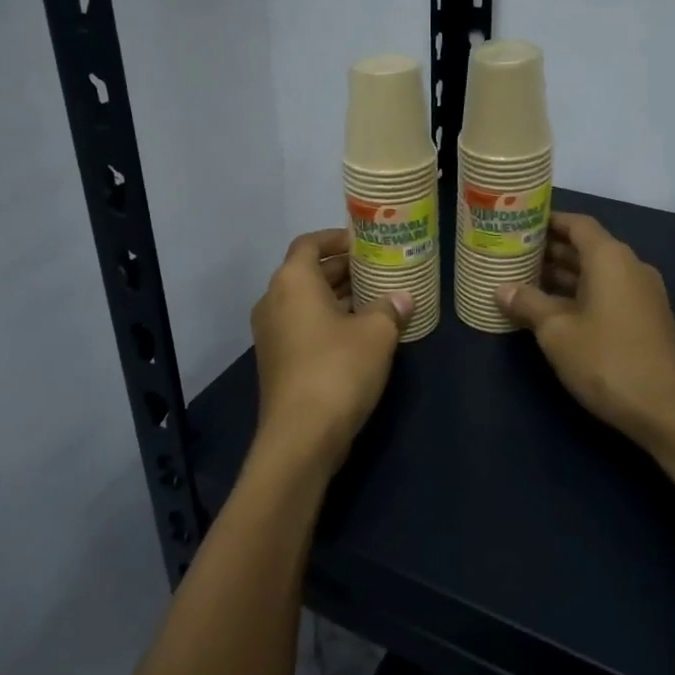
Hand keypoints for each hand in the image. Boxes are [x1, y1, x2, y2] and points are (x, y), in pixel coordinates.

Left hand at [251, 228, 411, 476]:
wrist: (301, 436)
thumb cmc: (338, 369)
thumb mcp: (376, 334)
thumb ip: (390, 309)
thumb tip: (403, 298)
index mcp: (293, 281)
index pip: (309, 243)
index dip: (336, 238)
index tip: (364, 243)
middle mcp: (274, 301)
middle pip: (307, 272)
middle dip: (342, 268)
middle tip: (378, 269)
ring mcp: (271, 334)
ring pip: (305, 301)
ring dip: (337, 296)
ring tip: (375, 299)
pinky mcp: (276, 361)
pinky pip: (302, 326)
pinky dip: (327, 320)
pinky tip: (359, 333)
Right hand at [496, 213, 674, 454]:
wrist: (666, 409)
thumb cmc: (606, 359)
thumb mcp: (556, 331)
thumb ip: (528, 303)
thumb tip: (501, 289)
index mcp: (610, 258)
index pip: (577, 224)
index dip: (548, 221)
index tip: (519, 224)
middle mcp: (629, 267)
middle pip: (586, 247)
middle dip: (550, 250)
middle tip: (513, 254)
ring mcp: (642, 294)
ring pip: (596, 273)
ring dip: (563, 275)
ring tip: (524, 281)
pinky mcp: (645, 319)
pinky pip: (607, 293)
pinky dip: (580, 294)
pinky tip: (552, 311)